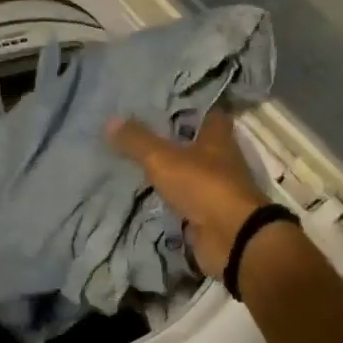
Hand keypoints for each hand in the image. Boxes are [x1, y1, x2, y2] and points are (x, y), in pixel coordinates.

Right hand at [107, 109, 267, 276]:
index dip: (188, 108)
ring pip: (190, 174)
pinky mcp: (210, 215)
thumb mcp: (163, 159)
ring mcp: (217, 189)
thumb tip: (110, 119)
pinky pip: (186, 202)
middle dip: (174, 141)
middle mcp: (222, 160)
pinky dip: (171, 201)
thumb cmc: (203, 185)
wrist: (232, 237)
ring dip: (172, 172)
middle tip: (140, 135)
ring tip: (137, 165)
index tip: (163, 105)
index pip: (206, 113)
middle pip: (197, 145)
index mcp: (217, 137)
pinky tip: (148, 198)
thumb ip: (137, 141)